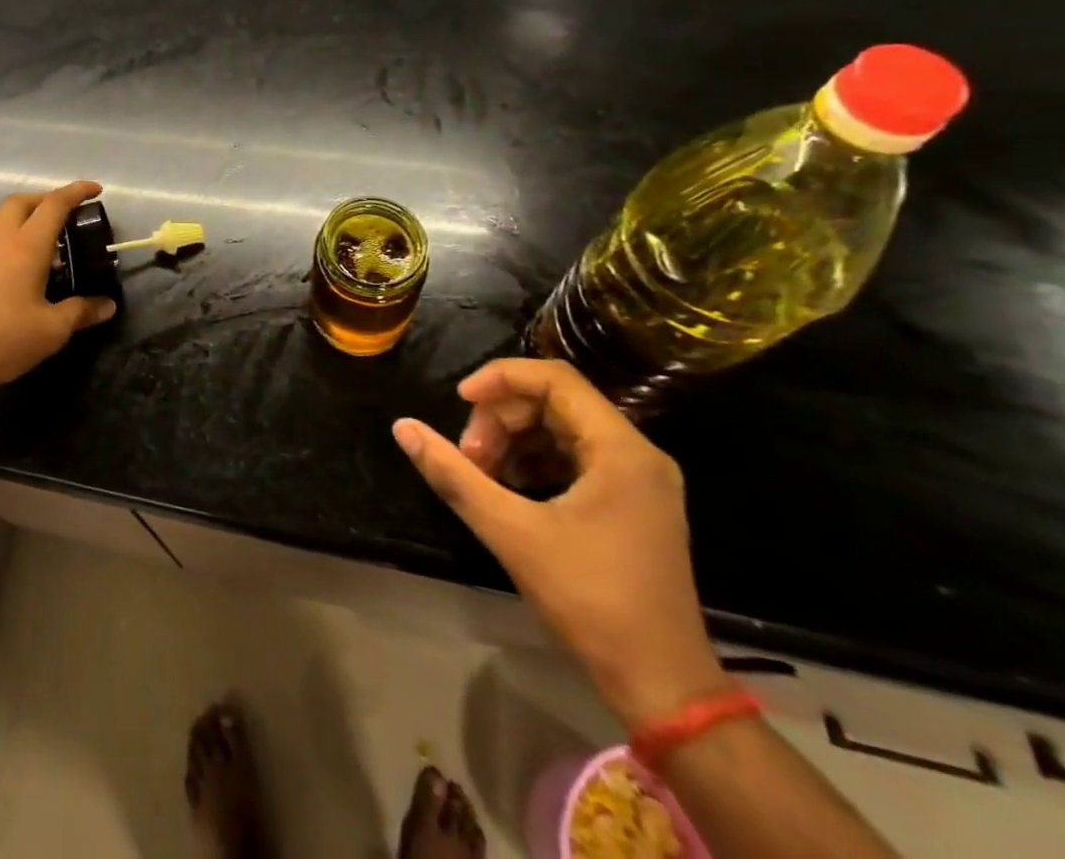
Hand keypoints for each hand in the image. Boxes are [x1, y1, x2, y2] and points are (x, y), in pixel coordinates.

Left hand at [0, 180, 116, 396]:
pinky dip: (5, 231)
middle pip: (22, 201)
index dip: (76, 192)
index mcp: (26, 247)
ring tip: (39, 232)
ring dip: (21, 211)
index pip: (54, 205)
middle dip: (46, 198)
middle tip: (66, 213)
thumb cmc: (4, 340)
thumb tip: (108, 305)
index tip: (95, 189)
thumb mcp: (52, 330)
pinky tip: (14, 260)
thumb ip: (81, 312)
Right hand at [393, 359, 728, 727]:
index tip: (460, 401)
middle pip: (555, 401)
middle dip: (502, 418)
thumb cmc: (591, 601)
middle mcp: (637, 453)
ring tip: (481, 474)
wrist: (662, 686)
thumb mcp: (512, 533)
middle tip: (469, 456)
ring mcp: (638, 480)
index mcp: (621, 449)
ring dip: (514, 439)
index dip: (500, 379)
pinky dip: (535, 460)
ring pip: (562, 428)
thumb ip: (454, 475)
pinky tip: (507, 487)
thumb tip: (403, 428)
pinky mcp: (631, 503)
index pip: (555, 378)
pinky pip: (574, 456)